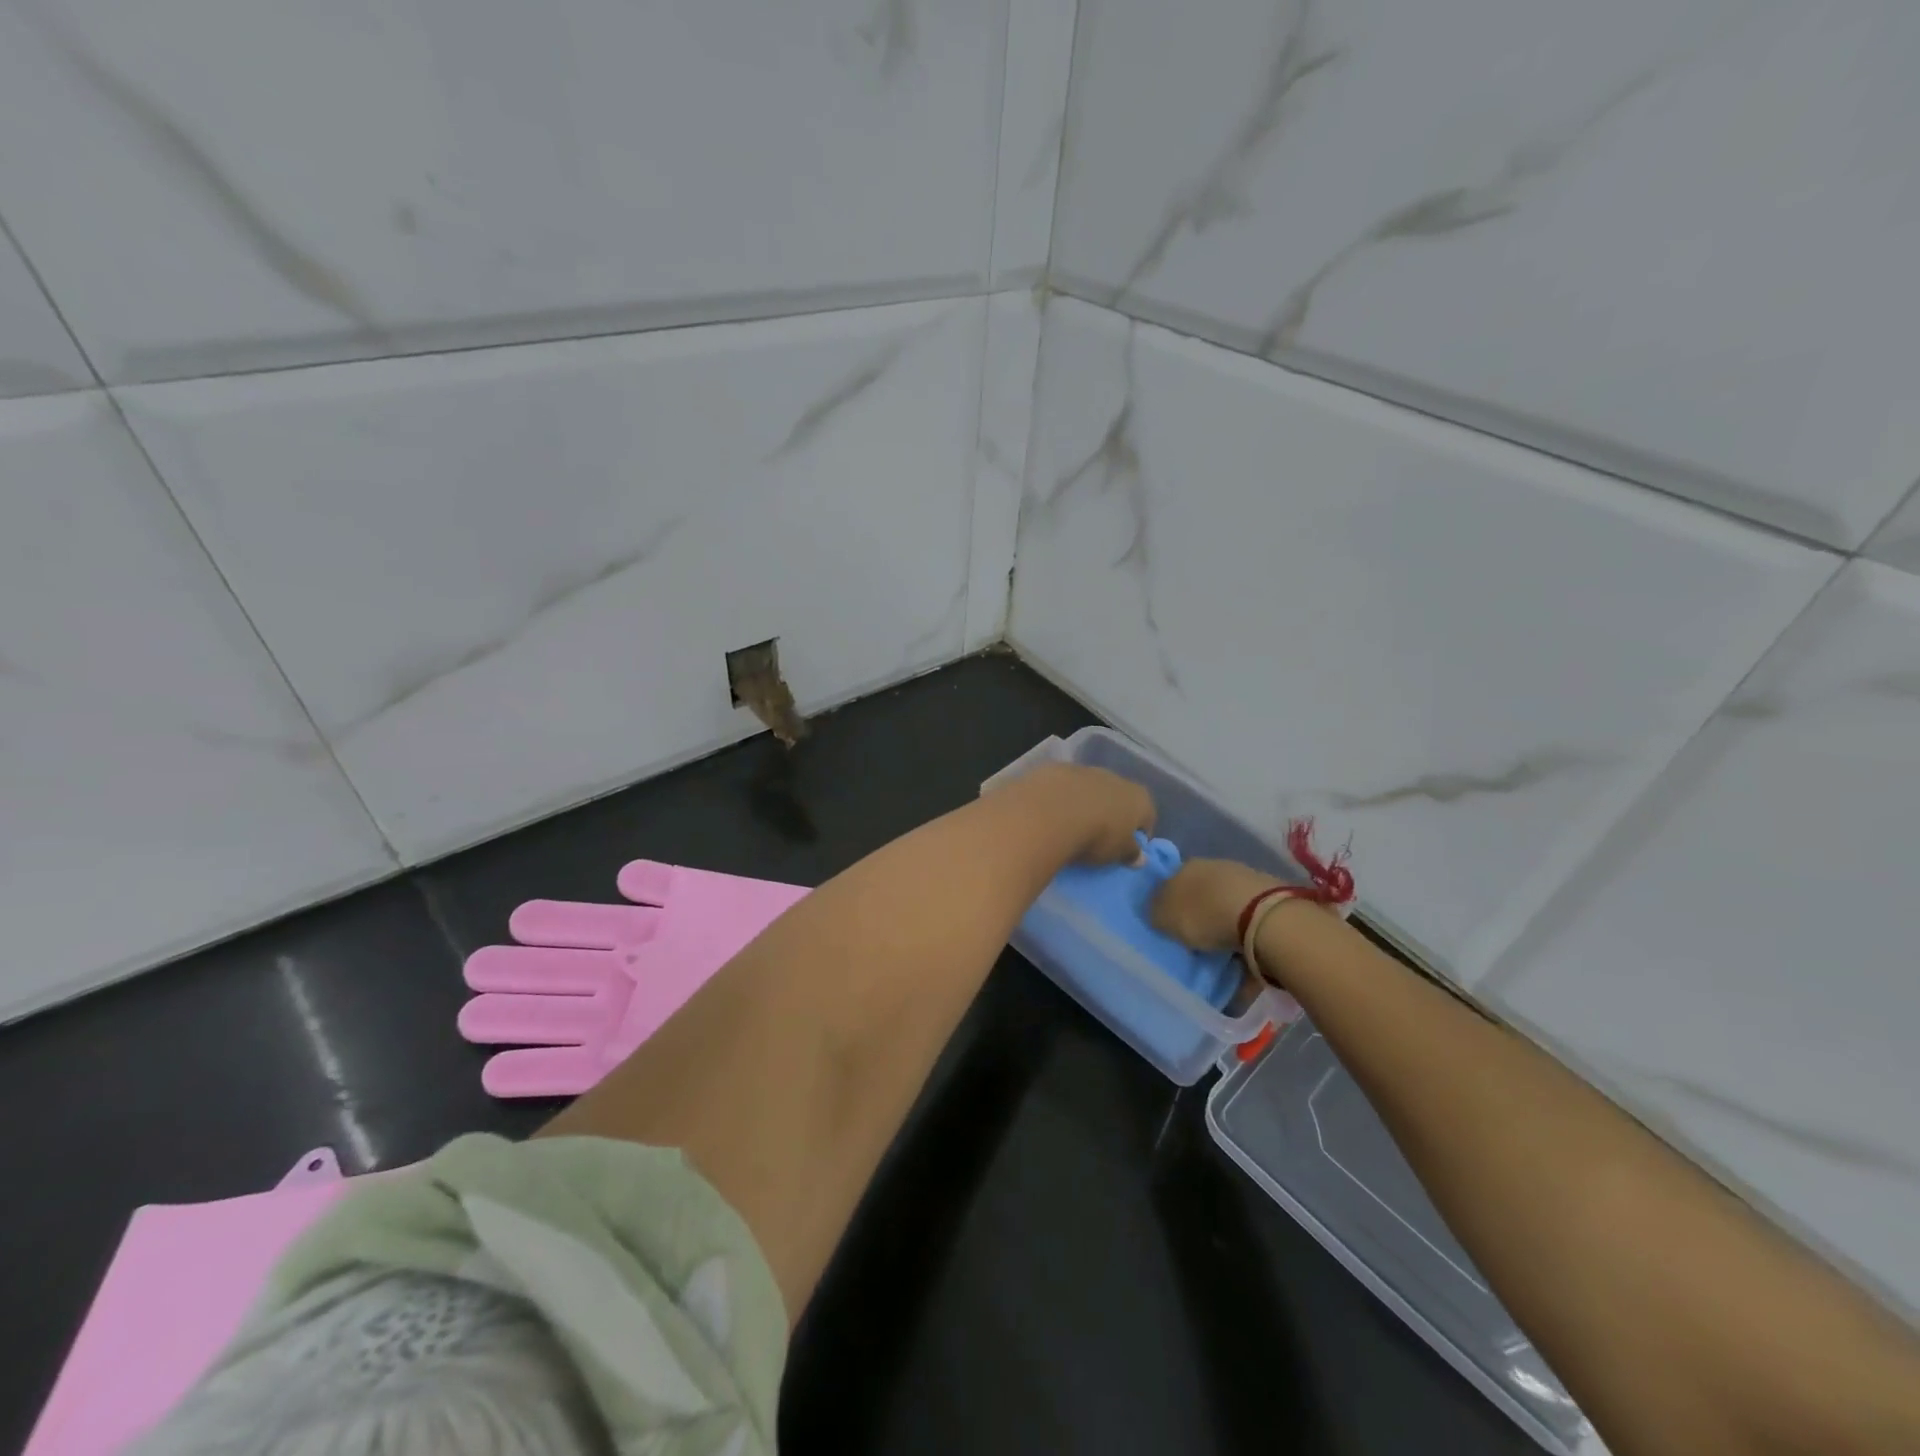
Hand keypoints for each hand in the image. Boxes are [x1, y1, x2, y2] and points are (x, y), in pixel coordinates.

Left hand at [1006, 761, 1154, 865]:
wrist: (1051, 811)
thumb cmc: (1096, 836)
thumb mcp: (1117, 853)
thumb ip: (1131, 854)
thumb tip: (1140, 858)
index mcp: (1139, 797)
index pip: (1147, 816)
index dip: (1138, 834)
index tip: (1127, 849)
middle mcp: (1116, 778)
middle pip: (1118, 799)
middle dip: (1111, 815)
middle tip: (1098, 838)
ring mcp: (1086, 770)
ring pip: (1090, 790)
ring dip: (1085, 804)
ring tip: (1072, 827)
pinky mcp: (1057, 769)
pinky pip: (1065, 787)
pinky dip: (1061, 798)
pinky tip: (1052, 814)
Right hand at [1152, 858, 1285, 952]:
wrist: (1261, 916)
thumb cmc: (1204, 914)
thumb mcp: (1164, 918)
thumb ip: (1156, 913)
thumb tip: (1158, 912)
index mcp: (1184, 866)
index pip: (1170, 883)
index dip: (1168, 904)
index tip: (1170, 926)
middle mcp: (1212, 866)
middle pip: (1198, 892)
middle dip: (1196, 913)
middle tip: (1194, 938)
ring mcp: (1242, 878)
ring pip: (1223, 903)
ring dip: (1221, 923)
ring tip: (1221, 949)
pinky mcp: (1267, 896)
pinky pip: (1246, 917)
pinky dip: (1242, 932)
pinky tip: (1243, 949)